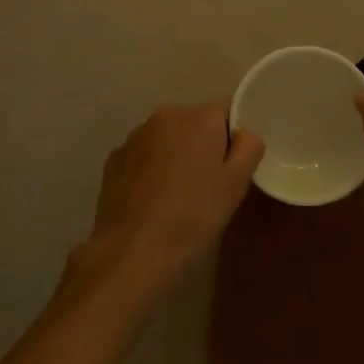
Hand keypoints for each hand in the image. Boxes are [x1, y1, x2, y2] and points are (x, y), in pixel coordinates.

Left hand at [72, 104, 263, 299]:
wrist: (133, 250)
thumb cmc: (193, 215)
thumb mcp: (236, 184)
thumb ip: (249, 147)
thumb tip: (243, 134)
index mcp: (198, 117)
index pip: (225, 113)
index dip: (230, 140)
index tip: (228, 169)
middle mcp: (165, 116)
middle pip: (193, 124)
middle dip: (201, 146)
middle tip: (206, 186)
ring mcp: (135, 136)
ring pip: (166, 139)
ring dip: (173, 156)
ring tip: (175, 196)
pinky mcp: (114, 159)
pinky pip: (142, 156)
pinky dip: (149, 170)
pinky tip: (151, 200)